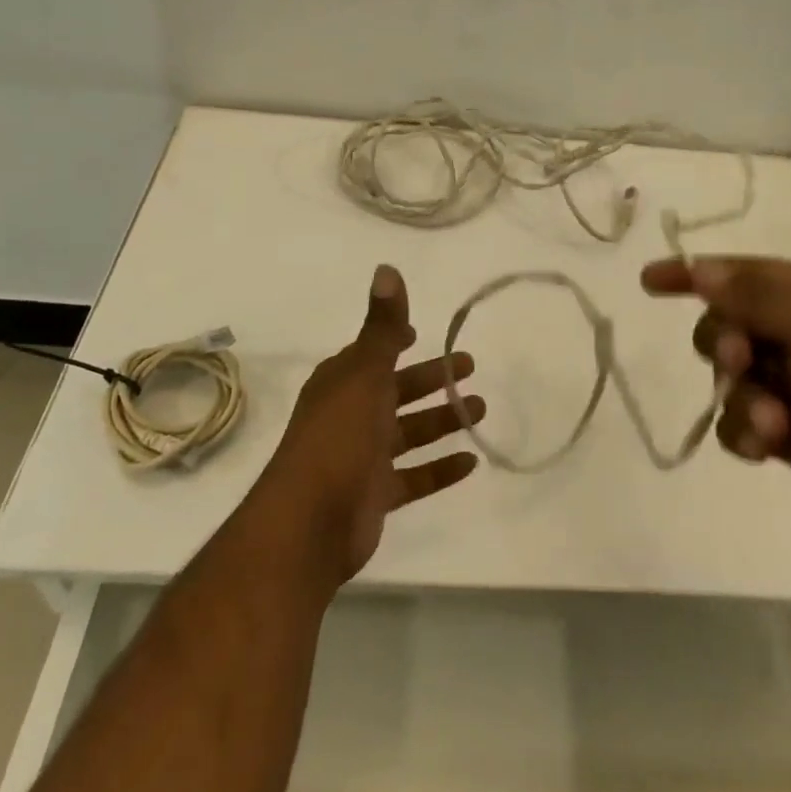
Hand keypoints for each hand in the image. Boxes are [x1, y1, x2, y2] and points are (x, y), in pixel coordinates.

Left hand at [260, 263, 484, 584]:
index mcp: (343, 382)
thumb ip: (382, 325)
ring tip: (481, 411)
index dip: (397, 341)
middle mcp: (351, 415)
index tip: (424, 334)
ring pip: (409, 433)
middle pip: (397, 391)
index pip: (374, 353)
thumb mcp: (364, 373)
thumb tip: (387, 268)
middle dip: (432, 380)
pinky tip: (471, 462)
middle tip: (470, 368)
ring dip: (442, 421)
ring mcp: (363, 457)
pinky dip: (440, 468)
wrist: (308, 523)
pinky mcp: (375, 494)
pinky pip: (414, 476)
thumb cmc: (338, 436)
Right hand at [641, 255, 790, 574]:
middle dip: (725, 339)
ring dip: (739, 392)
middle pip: (733, 322)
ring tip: (770, 420)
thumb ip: (760, 297)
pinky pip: (743, 421)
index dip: (697, 273)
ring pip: (734, 375)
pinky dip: (746, 430)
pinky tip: (767, 445)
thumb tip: (704, 270)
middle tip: (739, 360)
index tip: (651, 281)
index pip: (749, 273)